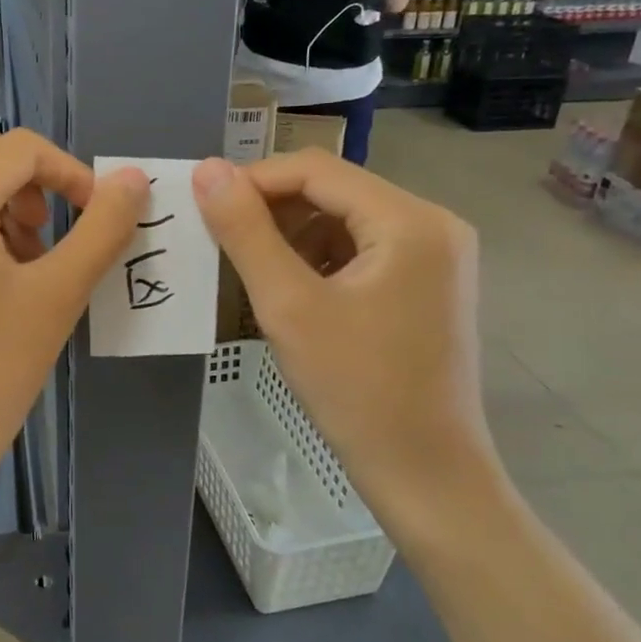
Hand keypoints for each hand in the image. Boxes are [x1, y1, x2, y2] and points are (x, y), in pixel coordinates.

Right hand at [191, 149, 503, 538]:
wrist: (424, 472)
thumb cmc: (356, 389)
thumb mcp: (288, 305)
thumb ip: (245, 232)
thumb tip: (207, 170)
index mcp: (410, 220)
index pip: (316, 169)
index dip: (254, 180)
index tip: (204, 205)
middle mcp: (433, 223)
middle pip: (334, 191)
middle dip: (272, 210)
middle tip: (221, 240)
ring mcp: (436, 255)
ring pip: (345, 220)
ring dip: (292, 235)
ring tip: (252, 270)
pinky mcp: (428, 283)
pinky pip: (362, 249)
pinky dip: (319, 259)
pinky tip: (292, 290)